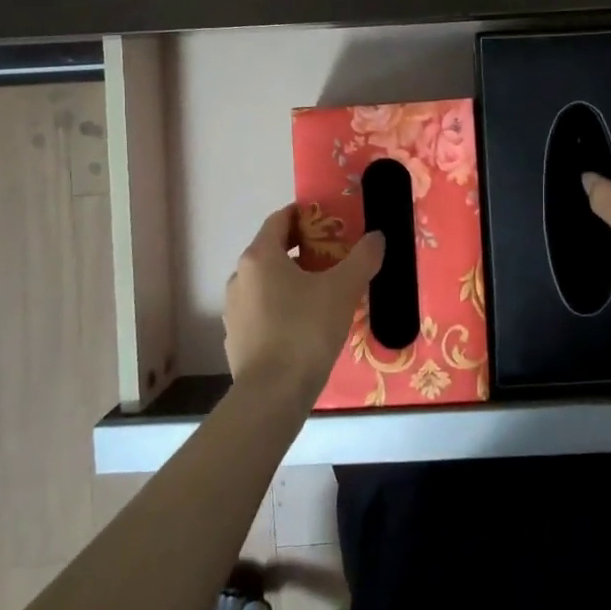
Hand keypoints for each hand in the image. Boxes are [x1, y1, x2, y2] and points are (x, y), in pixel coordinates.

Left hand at [223, 205, 383, 405]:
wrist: (273, 394)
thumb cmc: (306, 330)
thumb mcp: (343, 290)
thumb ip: (362, 258)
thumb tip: (377, 237)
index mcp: (259, 257)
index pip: (279, 220)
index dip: (303, 215)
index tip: (327, 220)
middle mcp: (239, 277)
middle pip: (271, 251)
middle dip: (301, 249)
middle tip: (332, 256)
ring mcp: (233, 310)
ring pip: (265, 283)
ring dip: (290, 280)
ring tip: (321, 292)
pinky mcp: (235, 338)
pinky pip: (261, 311)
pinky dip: (281, 307)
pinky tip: (304, 325)